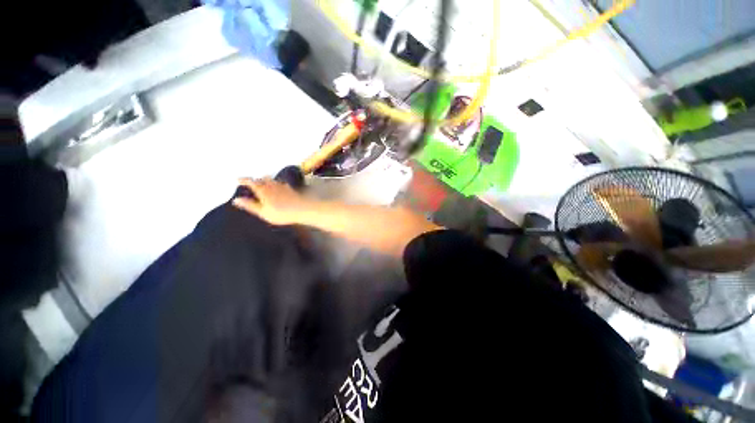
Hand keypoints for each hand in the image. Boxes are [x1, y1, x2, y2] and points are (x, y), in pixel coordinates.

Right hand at [232, 178, 313, 225]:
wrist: (303, 209)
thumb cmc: (282, 213)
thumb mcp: (263, 212)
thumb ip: (250, 205)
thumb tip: (236, 200)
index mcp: (263, 190)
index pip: (251, 182)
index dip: (244, 180)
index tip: (237, 179)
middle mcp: (272, 185)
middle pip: (262, 179)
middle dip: (256, 180)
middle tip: (251, 182)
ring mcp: (283, 186)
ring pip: (272, 180)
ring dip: (266, 181)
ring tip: (263, 183)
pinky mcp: (292, 189)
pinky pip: (282, 184)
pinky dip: (277, 184)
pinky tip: (279, 187)